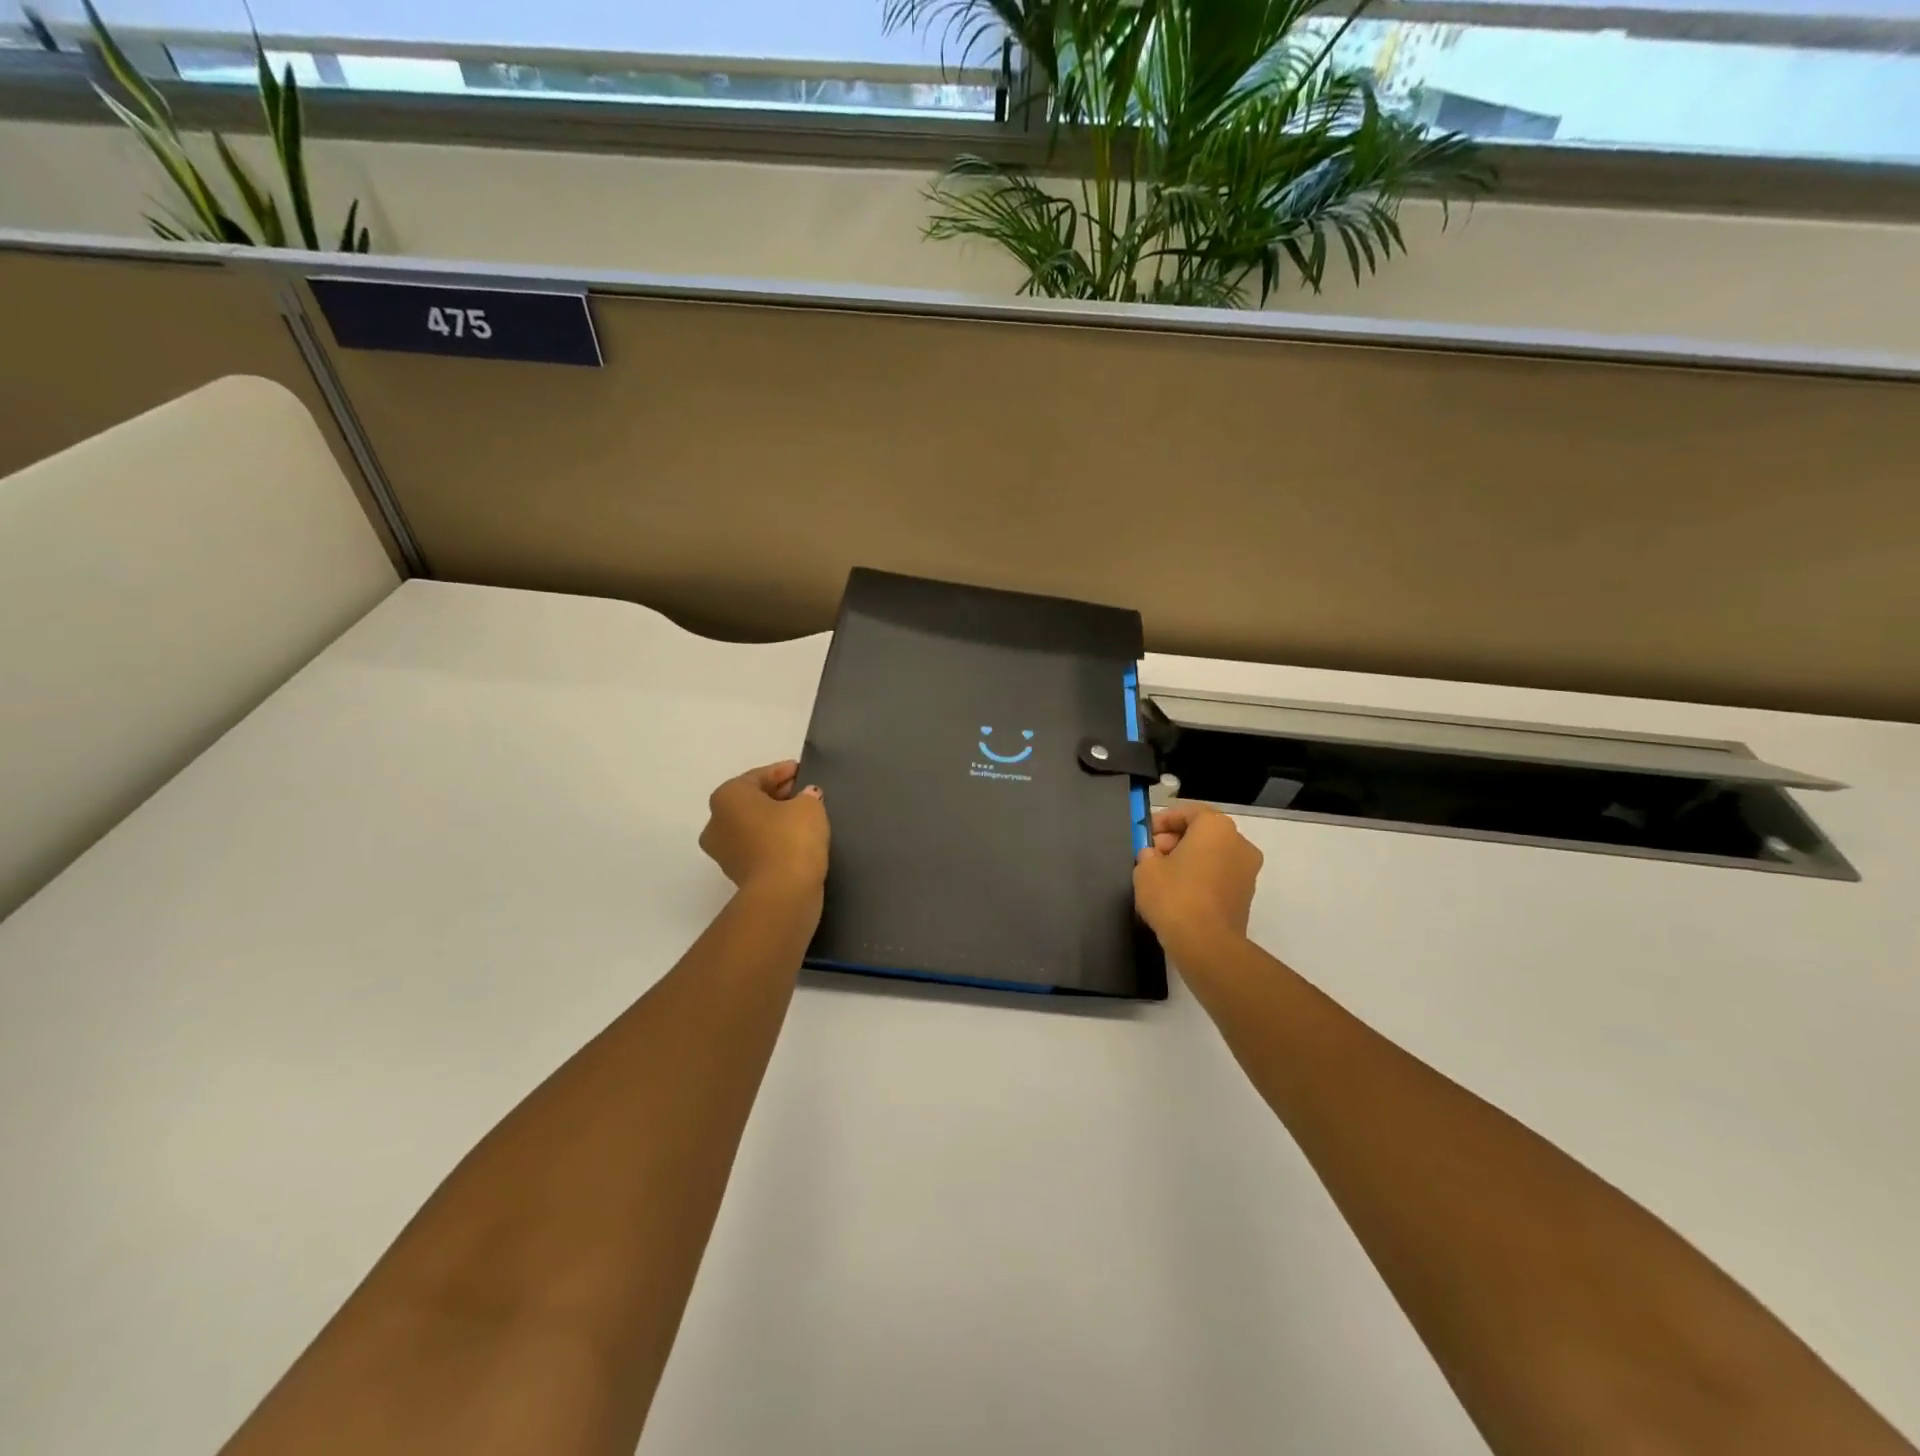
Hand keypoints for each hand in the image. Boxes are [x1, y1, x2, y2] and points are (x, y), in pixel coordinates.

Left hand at [700, 761, 828, 896]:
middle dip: (777, 795)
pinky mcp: (737, 875)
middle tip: (804, 792)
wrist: (783, 893)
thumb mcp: (809, 806)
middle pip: (751, 801)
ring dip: (774, 820)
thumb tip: (806, 797)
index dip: (783, 771)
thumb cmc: (791, 838)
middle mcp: (716, 822)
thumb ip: (807, 795)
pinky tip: (796, 839)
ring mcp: (723, 852)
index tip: (802, 770)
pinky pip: (757, 847)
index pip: (759, 776)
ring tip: (803, 817)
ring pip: (752, 826)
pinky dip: (774, 841)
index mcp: (727, 797)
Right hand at [1133, 804, 1262, 957]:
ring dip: (1188, 860)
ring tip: (1161, 878)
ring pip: (1212, 855)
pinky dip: (1201, 879)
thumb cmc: (1174, 896)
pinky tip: (1178, 895)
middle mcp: (1239, 843)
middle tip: (1151, 856)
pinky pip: (1219, 876)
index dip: (1163, 820)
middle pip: (1203, 833)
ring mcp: (1247, 871)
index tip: (1145, 835)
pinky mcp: (1246, 896)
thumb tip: (1154, 857)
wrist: (1206, 944)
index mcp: (1216, 827)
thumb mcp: (1145, 869)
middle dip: (1175, 841)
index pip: (1188, 812)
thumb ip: (1148, 855)